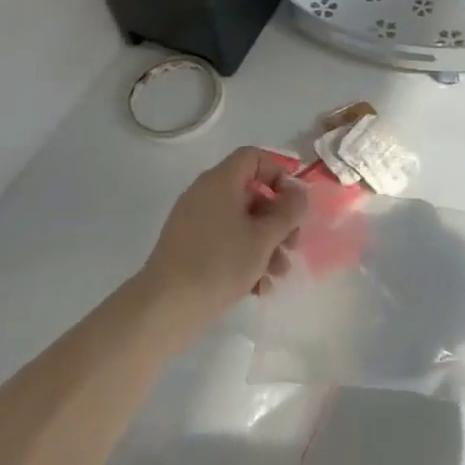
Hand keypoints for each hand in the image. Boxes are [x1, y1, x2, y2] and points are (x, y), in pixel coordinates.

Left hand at [139, 147, 306, 324]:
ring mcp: (193, 222)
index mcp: (220, 181)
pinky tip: (258, 288)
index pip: (253, 157)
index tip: (294, 202)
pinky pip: (223, 242)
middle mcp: (204, 194)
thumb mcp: (264, 237)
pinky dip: (243, 258)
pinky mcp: (187, 247)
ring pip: (239, 222)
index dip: (278, 172)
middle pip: (250, 194)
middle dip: (277, 220)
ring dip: (265, 245)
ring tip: (278, 275)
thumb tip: (298, 191)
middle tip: (293, 245)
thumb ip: (288, 211)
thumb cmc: (220, 263)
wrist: (165, 307)